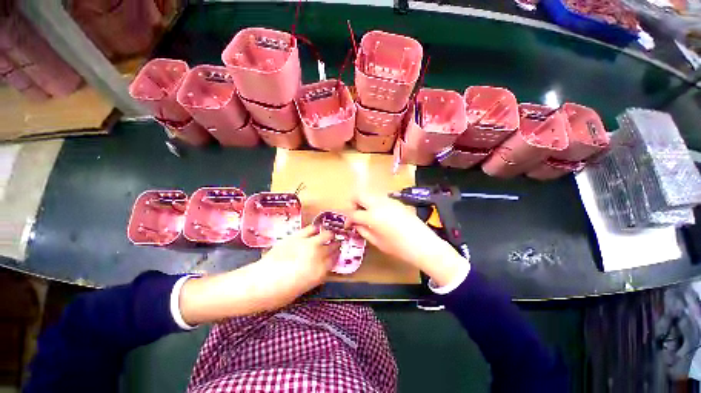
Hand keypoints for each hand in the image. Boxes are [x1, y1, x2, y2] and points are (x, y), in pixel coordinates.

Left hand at [179, 226, 339, 324]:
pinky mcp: (297, 236)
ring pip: (326, 234)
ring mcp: (308, 244)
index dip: (337, 255)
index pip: (335, 259)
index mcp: (320, 272)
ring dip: (329, 235)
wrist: (259, 283)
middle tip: (335, 243)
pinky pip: (312, 229)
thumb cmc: (280, 294)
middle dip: (336, 244)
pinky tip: (316, 231)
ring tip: (327, 235)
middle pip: (333, 246)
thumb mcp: (304, 288)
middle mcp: (318, 256)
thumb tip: (322, 266)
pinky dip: (316, 229)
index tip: (337, 253)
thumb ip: (316, 275)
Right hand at [350, 192, 468, 286]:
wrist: (423, 244)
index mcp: (372, 216)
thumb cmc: (399, 247)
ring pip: (369, 194)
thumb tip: (356, 224)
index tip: (348, 224)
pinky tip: (378, 214)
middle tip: (355, 214)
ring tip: (366, 214)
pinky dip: (374, 203)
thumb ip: (363, 230)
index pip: (353, 213)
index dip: (348, 219)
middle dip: (353, 203)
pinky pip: (379, 198)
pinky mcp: (396, 201)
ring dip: (363, 201)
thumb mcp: (377, 242)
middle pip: (359, 194)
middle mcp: (378, 203)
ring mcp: (388, 200)